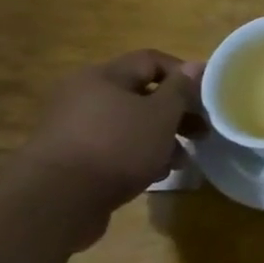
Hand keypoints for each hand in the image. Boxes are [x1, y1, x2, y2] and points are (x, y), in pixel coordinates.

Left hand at [19, 51, 206, 215]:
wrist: (56, 202)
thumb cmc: (117, 146)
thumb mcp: (161, 114)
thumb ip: (181, 89)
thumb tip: (196, 66)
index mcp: (103, 76)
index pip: (151, 60)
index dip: (184, 74)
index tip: (207, 97)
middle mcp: (83, 96)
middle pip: (141, 94)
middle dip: (175, 113)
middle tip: (200, 132)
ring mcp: (73, 128)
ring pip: (129, 123)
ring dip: (159, 138)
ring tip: (179, 161)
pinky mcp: (71, 158)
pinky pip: (113, 147)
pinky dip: (137, 155)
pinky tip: (153, 174)